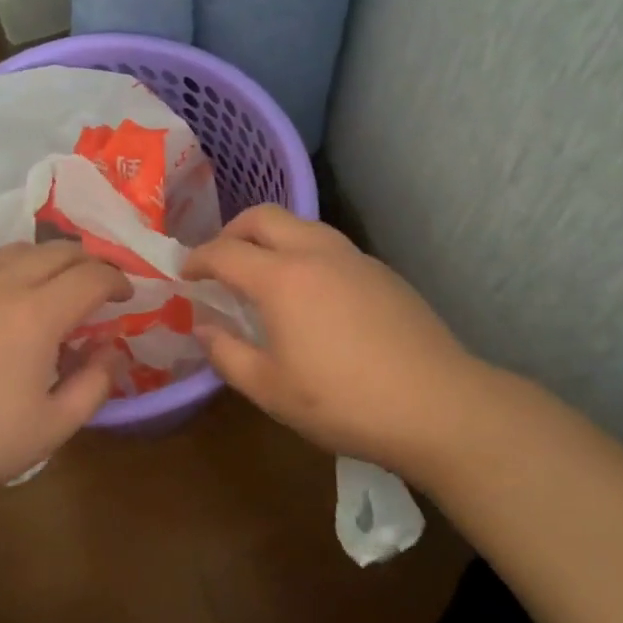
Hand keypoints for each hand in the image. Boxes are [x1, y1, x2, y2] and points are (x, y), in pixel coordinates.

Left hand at [0, 243, 130, 504]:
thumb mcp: (50, 427)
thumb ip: (94, 385)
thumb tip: (114, 351)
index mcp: (37, 313)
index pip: (91, 276)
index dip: (117, 280)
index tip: (127, 296)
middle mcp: (4, 282)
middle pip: (58, 250)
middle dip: (89, 262)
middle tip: (99, 286)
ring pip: (21, 248)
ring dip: (50, 259)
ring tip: (58, 285)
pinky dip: (14, 265)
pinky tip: (11, 293)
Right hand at [182, 205, 483, 472]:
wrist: (438, 405)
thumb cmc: (343, 401)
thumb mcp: (270, 389)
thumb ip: (227, 354)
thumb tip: (203, 327)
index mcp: (281, 278)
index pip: (225, 252)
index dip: (197, 259)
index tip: (184, 273)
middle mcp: (316, 252)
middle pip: (263, 217)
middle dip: (232, 231)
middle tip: (220, 261)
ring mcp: (354, 257)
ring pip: (301, 224)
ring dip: (271, 237)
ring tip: (263, 272)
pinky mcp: (382, 271)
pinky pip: (329, 245)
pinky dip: (304, 252)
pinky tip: (311, 292)